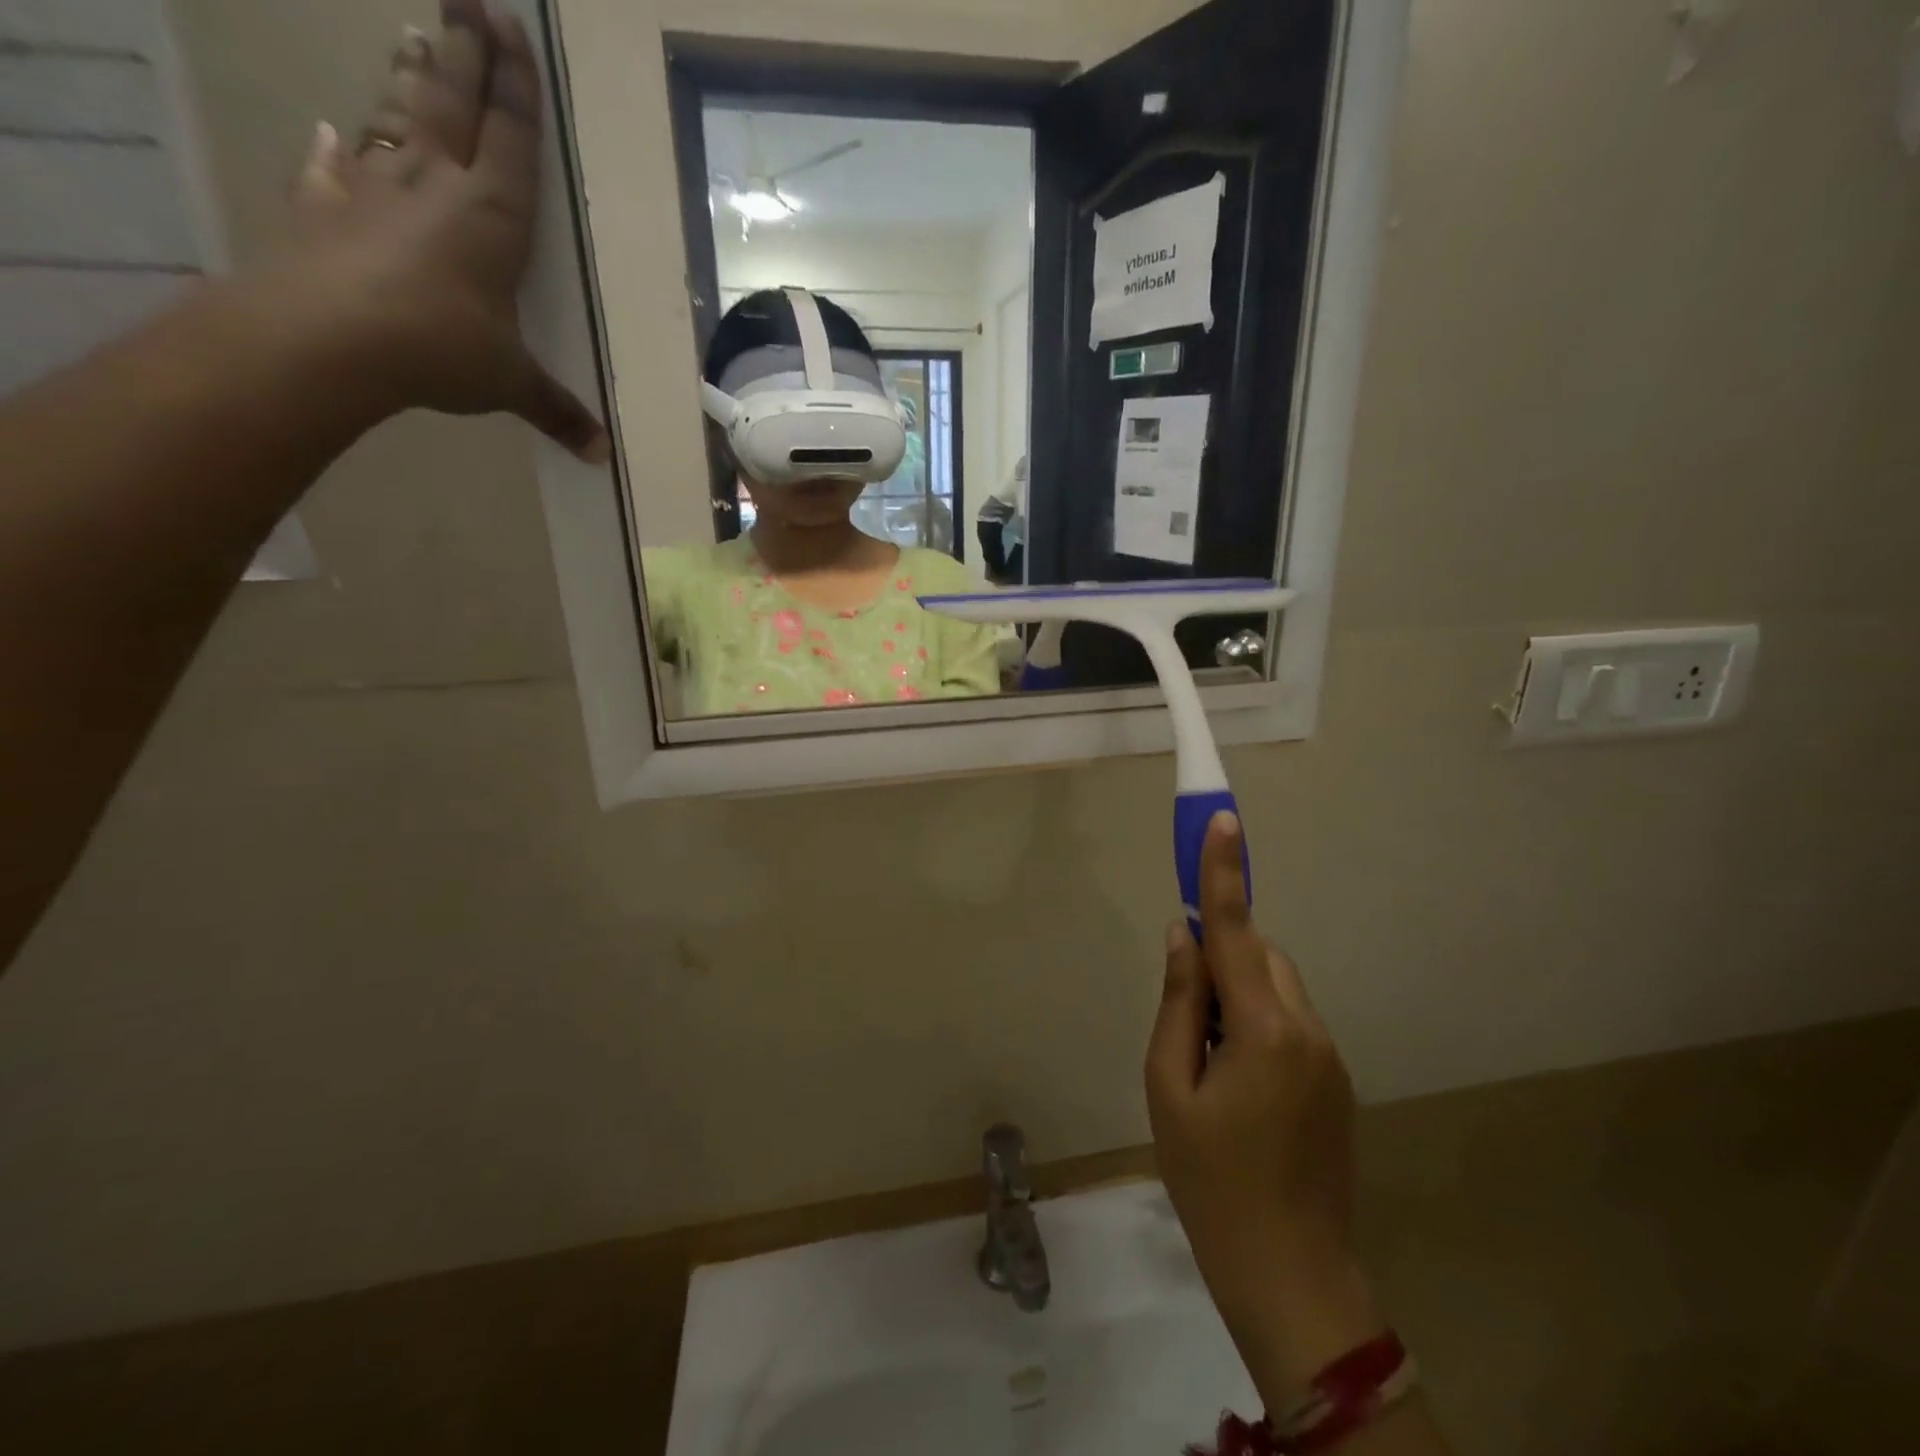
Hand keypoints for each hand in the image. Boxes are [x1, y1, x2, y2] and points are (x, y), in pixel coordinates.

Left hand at [268, 0, 607, 460]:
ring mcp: (373, 188)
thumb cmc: (441, 348)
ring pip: (397, 118)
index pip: (512, 139)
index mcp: (493, 217)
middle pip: (452, 102)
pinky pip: (330, 167)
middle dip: (464, 52)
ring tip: (413, 37)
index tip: (512, 28)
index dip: (516, 87)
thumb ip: (556, 411)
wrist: (328, 339)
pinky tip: (330, 135)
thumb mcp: (511, 384)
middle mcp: (435, 184)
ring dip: (408, 79)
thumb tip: (600, 456)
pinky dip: (333, 151)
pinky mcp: (322, 207)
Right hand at [1146, 812, 1382, 1407]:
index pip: (1235, 930)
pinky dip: (1257, 1022)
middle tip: (1184, 1015)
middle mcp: (1306, 1028)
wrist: (1291, 1272)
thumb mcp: (1168, 1086)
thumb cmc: (1210, 1178)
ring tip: (1206, 1060)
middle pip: (1259, 956)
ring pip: (1276, 987)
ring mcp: (1329, 1056)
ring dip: (1237, 994)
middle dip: (1221, 957)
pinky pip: (1290, 1021)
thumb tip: (1182, 937)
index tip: (1222, 820)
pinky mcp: (1335, 1080)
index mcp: (1262, 1027)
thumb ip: (1177, 1003)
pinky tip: (1237, 1085)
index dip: (1225, 872)